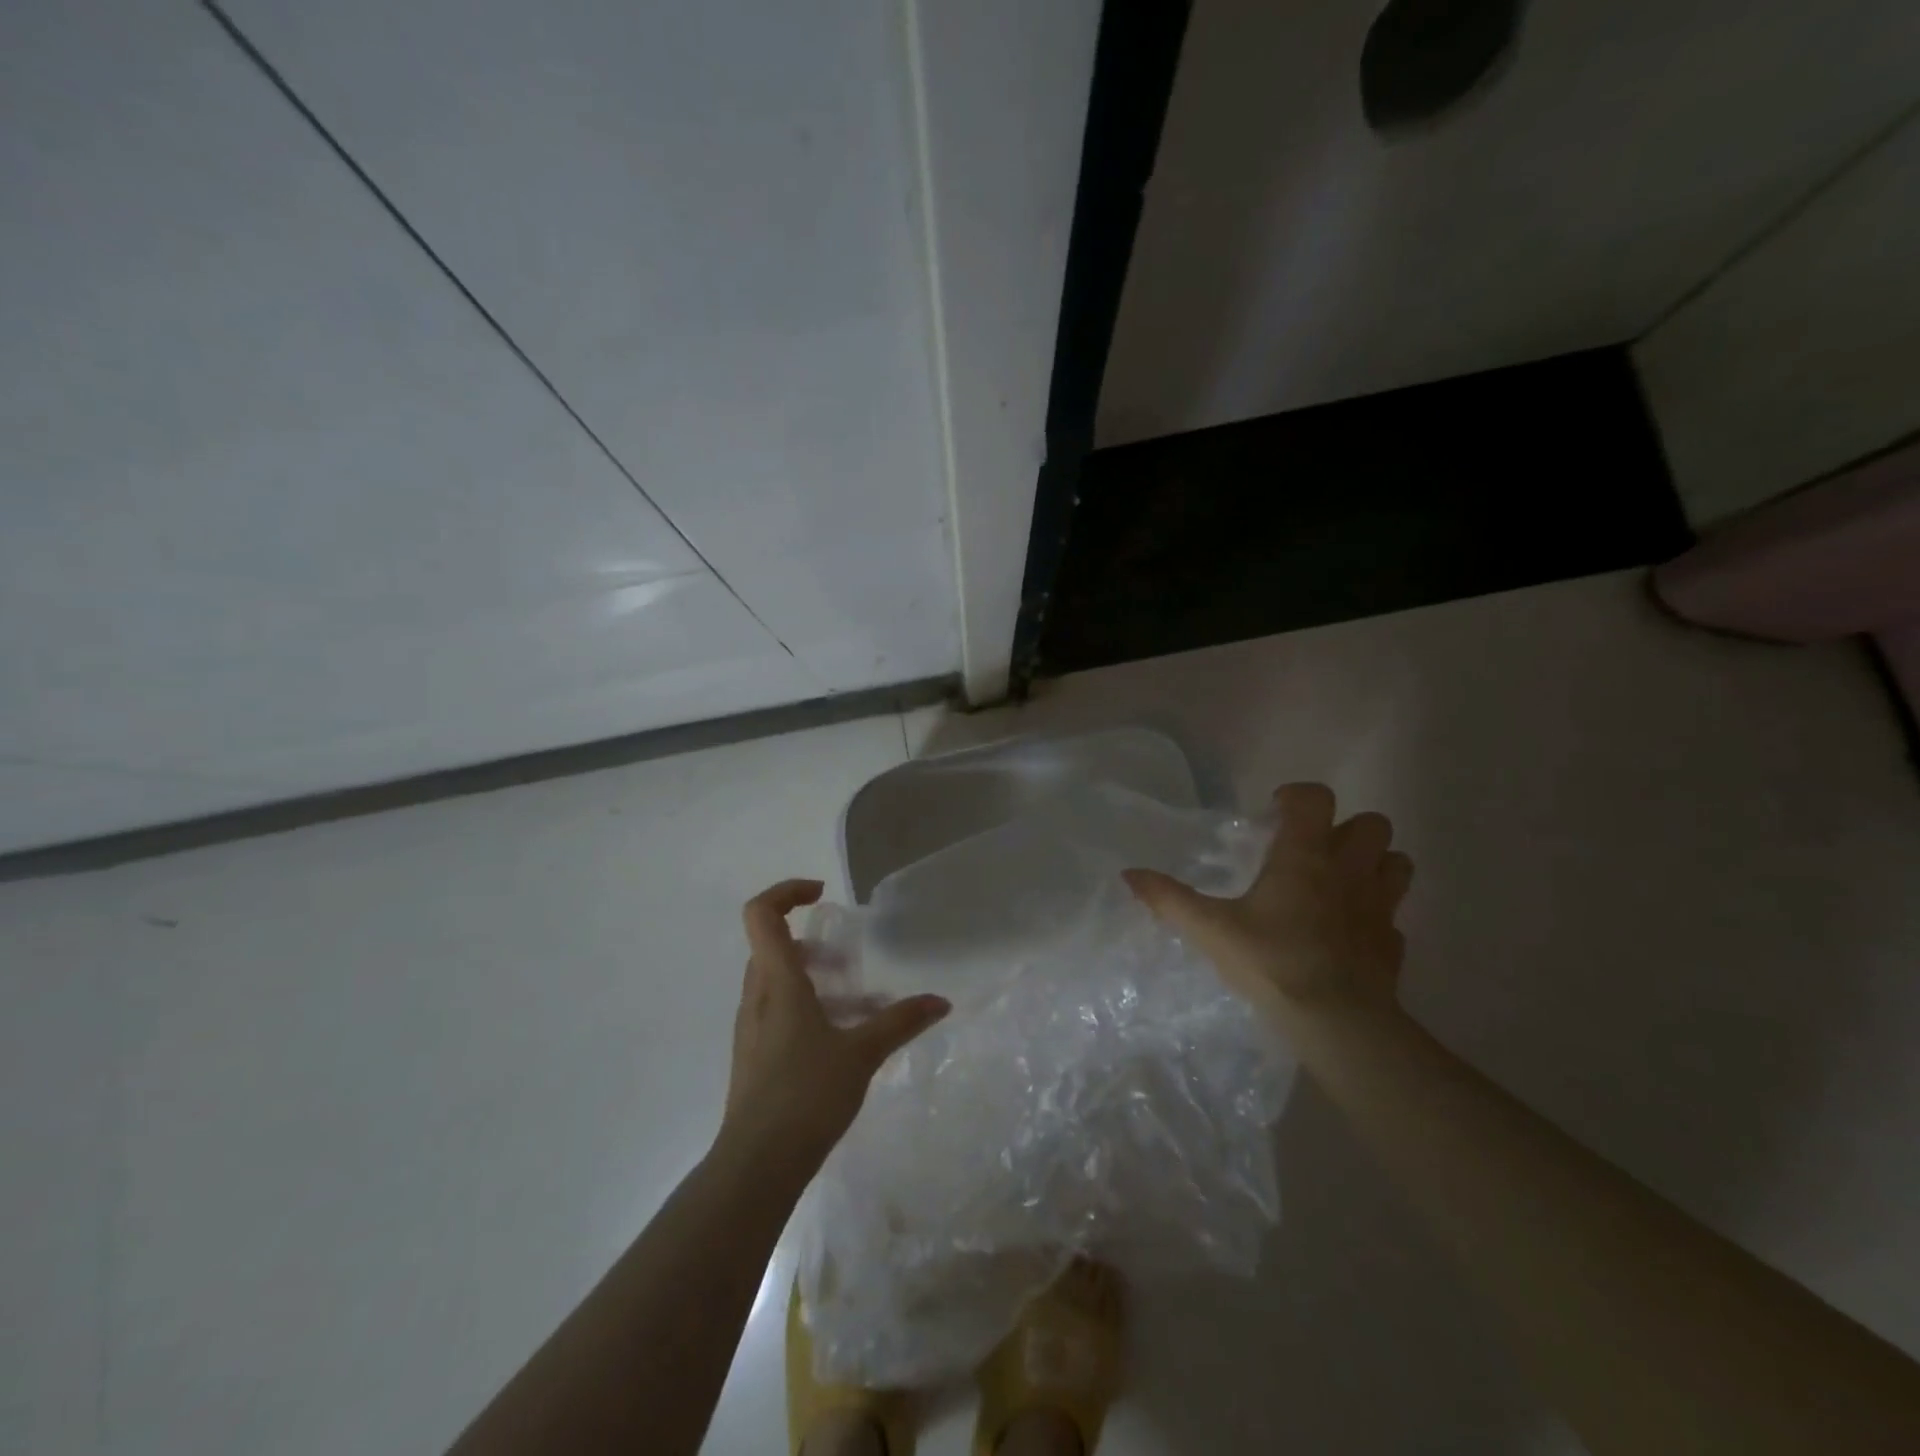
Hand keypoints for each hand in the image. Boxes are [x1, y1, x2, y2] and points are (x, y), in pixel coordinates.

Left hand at [718, 879, 950, 1168]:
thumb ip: (901, 1022)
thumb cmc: (806, 1094)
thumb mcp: (862, 1053)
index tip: (823, 896)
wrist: (757, 1165)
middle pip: (774, 948)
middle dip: (814, 946)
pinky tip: (842, 1043)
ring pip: (778, 983)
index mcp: (777, 981)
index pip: (762, 914)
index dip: (787, 891)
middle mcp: (757, 997)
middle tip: (850, 963)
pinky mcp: (755, 1056)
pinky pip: (779, 1013)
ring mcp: (752, 1028)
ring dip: (815, 982)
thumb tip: (941, 1001)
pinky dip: (808, 1010)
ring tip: (859, 1007)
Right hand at [1123, 783, 1413, 1025]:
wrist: (1338, 1023)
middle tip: (1312, 850)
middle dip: (1346, 828)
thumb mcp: (1210, 929)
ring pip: (1397, 863)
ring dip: (1374, 864)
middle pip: (1373, 823)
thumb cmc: (1272, 961)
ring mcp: (1380, 907)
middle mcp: (1350, 871)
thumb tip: (1128, 874)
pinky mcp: (1393, 943)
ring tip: (1340, 883)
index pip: (1316, 798)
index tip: (1274, 813)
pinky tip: (1350, 933)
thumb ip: (1169, 899)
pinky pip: (1393, 916)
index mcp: (1305, 856)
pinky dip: (1375, 915)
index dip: (1297, 796)